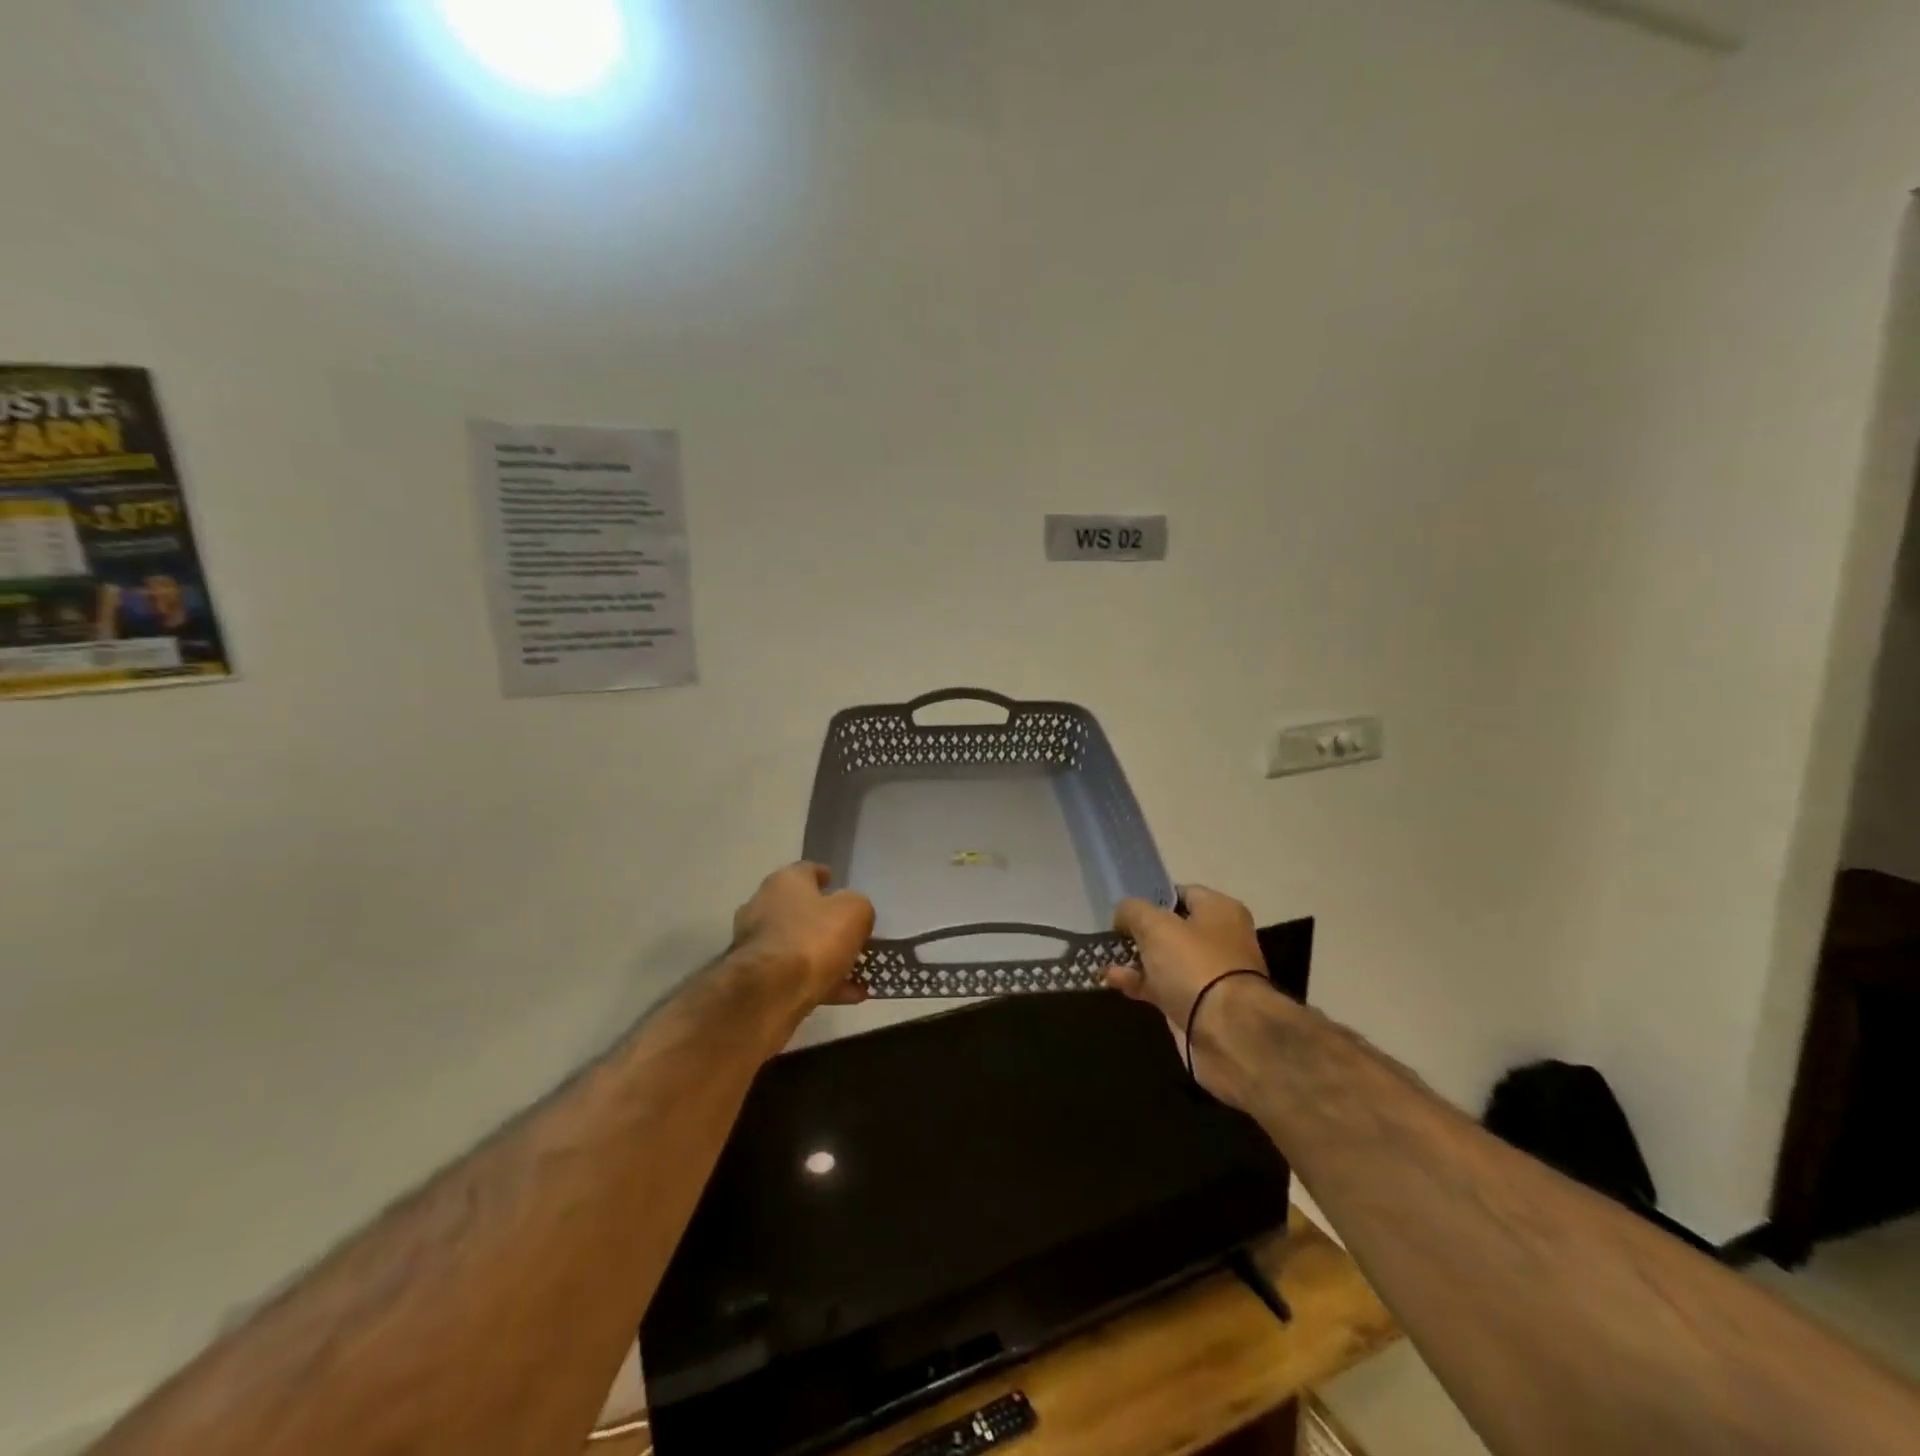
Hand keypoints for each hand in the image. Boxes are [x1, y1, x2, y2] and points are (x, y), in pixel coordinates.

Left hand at [732, 863, 874, 1009]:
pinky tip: (848, 995)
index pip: (806, 870)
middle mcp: (762, 906)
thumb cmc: (814, 938)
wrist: (770, 991)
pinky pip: (794, 975)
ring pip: (797, 946)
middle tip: (848, 931)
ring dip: (824, 956)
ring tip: (855, 971)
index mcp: (785, 882)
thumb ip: (858, 907)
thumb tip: (852, 912)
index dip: (823, 876)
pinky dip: (819, 982)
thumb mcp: (855, 912)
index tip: (835, 882)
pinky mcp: (755, 978)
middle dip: (822, 920)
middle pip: (798, 909)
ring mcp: (755, 944)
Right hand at [1105, 886, 1271, 1098]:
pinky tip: (1113, 981)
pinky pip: (1163, 987)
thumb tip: (1123, 913)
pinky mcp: (1198, 1005)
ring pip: (1165, 960)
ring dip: (1136, 961)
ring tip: (1106, 961)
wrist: (1226, 1032)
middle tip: (1113, 935)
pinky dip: (1140, 984)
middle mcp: (1220, 939)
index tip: (1126, 908)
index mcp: (1220, 911)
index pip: (1183, 893)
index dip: (1153, 898)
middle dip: (1141, 933)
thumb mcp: (1155, 925)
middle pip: (1173, 929)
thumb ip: (1133, 911)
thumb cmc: (1194, 964)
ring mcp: (1210, 975)